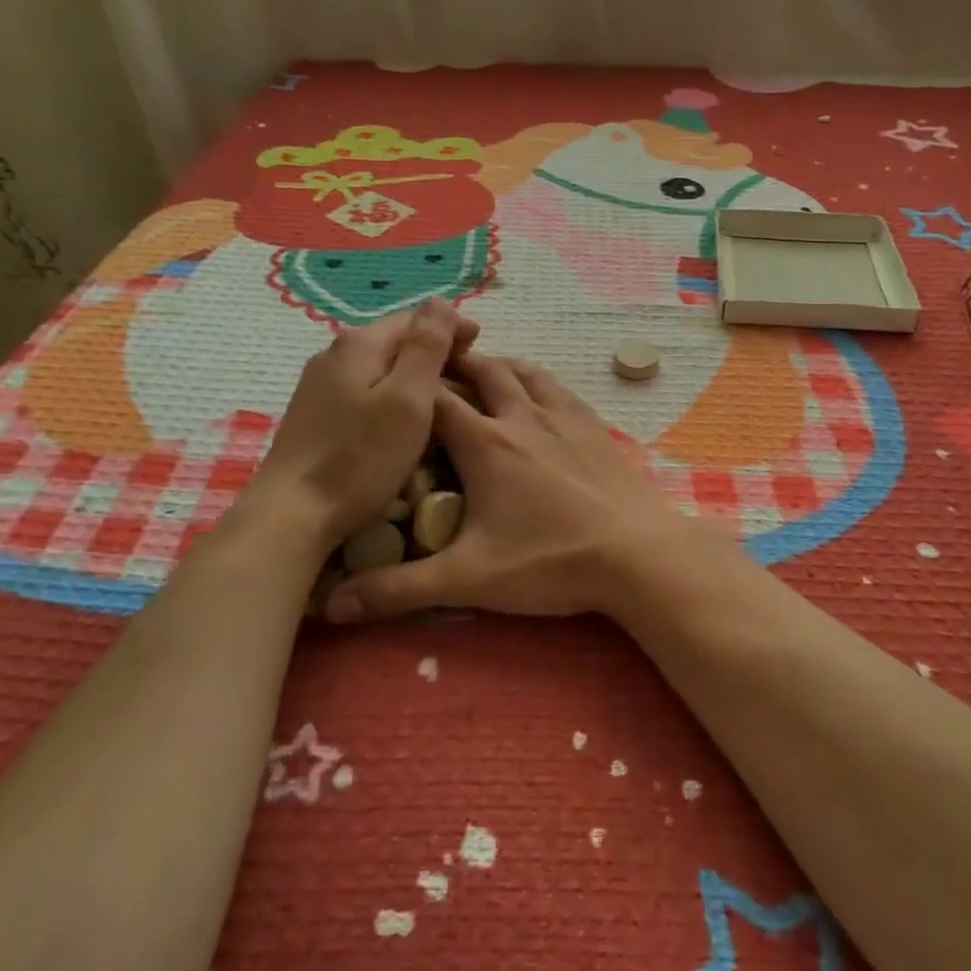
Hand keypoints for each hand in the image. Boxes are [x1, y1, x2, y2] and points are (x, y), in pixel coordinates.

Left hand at [240, 298, 476, 551]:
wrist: (293, 515)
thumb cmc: (360, 457)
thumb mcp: (408, 398)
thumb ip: (426, 347)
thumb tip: (441, 301)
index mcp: (359, 344)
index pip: (414, 318)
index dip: (449, 326)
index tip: (480, 342)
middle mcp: (334, 355)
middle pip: (393, 340)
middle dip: (432, 348)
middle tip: (468, 370)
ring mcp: (319, 387)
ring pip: (378, 366)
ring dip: (412, 372)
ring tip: (442, 394)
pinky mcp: (314, 416)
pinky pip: (363, 390)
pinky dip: (390, 394)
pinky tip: (402, 417)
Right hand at [322, 352, 723, 622]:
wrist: (636, 553)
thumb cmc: (550, 562)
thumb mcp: (468, 580)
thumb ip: (398, 590)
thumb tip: (334, 605)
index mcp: (485, 443)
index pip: (436, 399)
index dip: (412, 388)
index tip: (393, 386)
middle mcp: (522, 416)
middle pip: (482, 370)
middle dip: (455, 364)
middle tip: (434, 367)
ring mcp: (563, 416)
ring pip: (524, 371)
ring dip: (497, 364)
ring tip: (481, 368)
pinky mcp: (593, 425)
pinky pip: (558, 387)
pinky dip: (537, 379)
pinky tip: (539, 392)